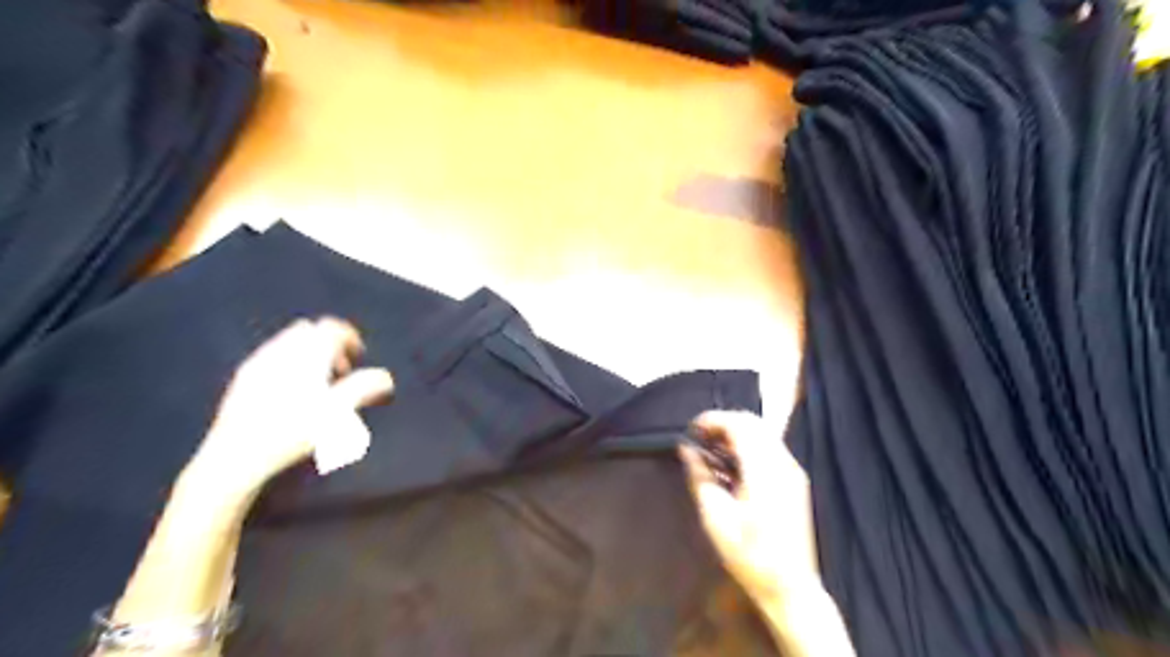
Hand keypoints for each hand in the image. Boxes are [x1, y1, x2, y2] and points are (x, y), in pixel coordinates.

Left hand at [178, 317, 395, 508]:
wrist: (236, 456)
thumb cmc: (293, 432)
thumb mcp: (337, 412)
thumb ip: (363, 388)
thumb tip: (386, 376)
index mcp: (306, 355)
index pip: (331, 327)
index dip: (350, 336)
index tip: (359, 355)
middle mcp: (281, 351)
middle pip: (310, 330)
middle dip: (328, 343)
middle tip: (341, 371)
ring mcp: (258, 362)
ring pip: (289, 342)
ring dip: (309, 353)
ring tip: (318, 383)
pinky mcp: (243, 378)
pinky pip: (272, 356)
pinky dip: (289, 362)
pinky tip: (290, 391)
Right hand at [682, 410, 816, 604]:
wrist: (790, 588)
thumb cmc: (748, 555)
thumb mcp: (715, 517)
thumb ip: (700, 476)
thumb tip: (686, 448)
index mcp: (764, 470)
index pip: (739, 425)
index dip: (713, 420)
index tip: (691, 429)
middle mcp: (783, 463)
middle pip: (753, 423)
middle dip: (724, 423)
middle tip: (699, 438)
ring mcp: (793, 471)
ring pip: (763, 433)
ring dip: (736, 433)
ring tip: (711, 450)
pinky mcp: (795, 480)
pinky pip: (770, 447)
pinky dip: (749, 445)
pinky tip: (731, 464)